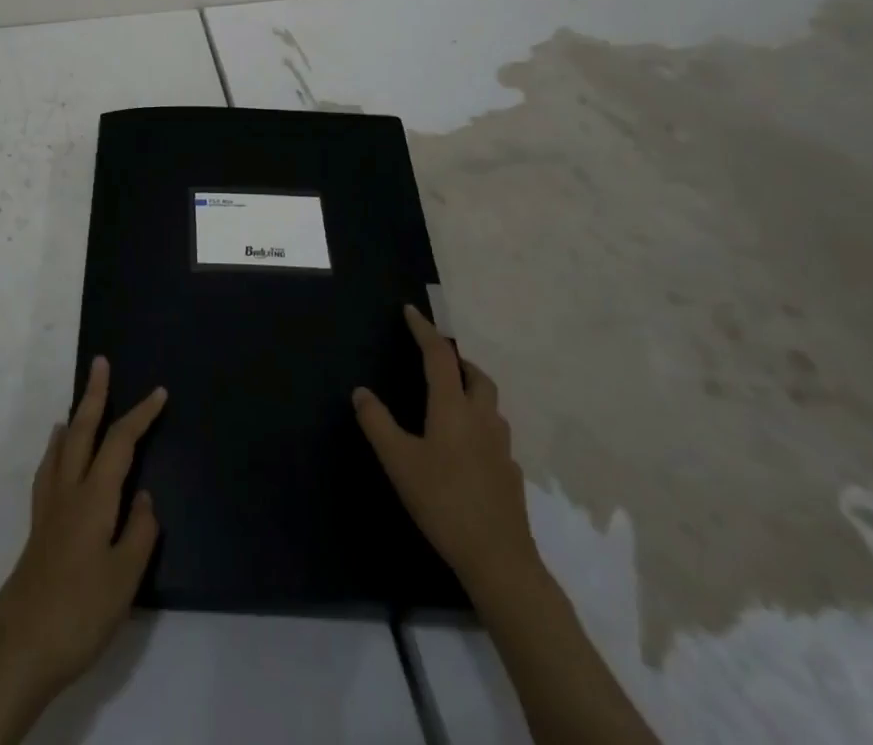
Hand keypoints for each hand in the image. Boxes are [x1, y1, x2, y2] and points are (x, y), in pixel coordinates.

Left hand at [0, 357, 167, 708]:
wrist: (19, 648)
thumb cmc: (79, 612)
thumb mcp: (124, 578)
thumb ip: (139, 532)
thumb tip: (143, 498)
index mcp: (94, 497)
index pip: (120, 442)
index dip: (140, 415)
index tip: (159, 393)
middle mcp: (68, 491)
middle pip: (82, 431)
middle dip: (94, 396)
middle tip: (100, 364)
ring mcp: (48, 509)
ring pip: (61, 448)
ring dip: (73, 419)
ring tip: (77, 405)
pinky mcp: (37, 529)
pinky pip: (48, 472)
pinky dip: (54, 452)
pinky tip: (56, 459)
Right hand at [353, 304, 539, 592]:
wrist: (499, 560)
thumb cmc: (443, 502)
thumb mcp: (398, 462)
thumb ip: (377, 423)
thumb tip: (361, 391)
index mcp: (453, 408)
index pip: (439, 356)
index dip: (424, 330)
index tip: (411, 311)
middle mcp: (482, 419)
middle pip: (476, 376)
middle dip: (457, 360)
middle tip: (437, 358)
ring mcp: (502, 448)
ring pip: (490, 404)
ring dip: (472, 390)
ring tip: (451, 398)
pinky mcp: (511, 474)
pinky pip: (495, 435)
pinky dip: (480, 425)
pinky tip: (466, 447)